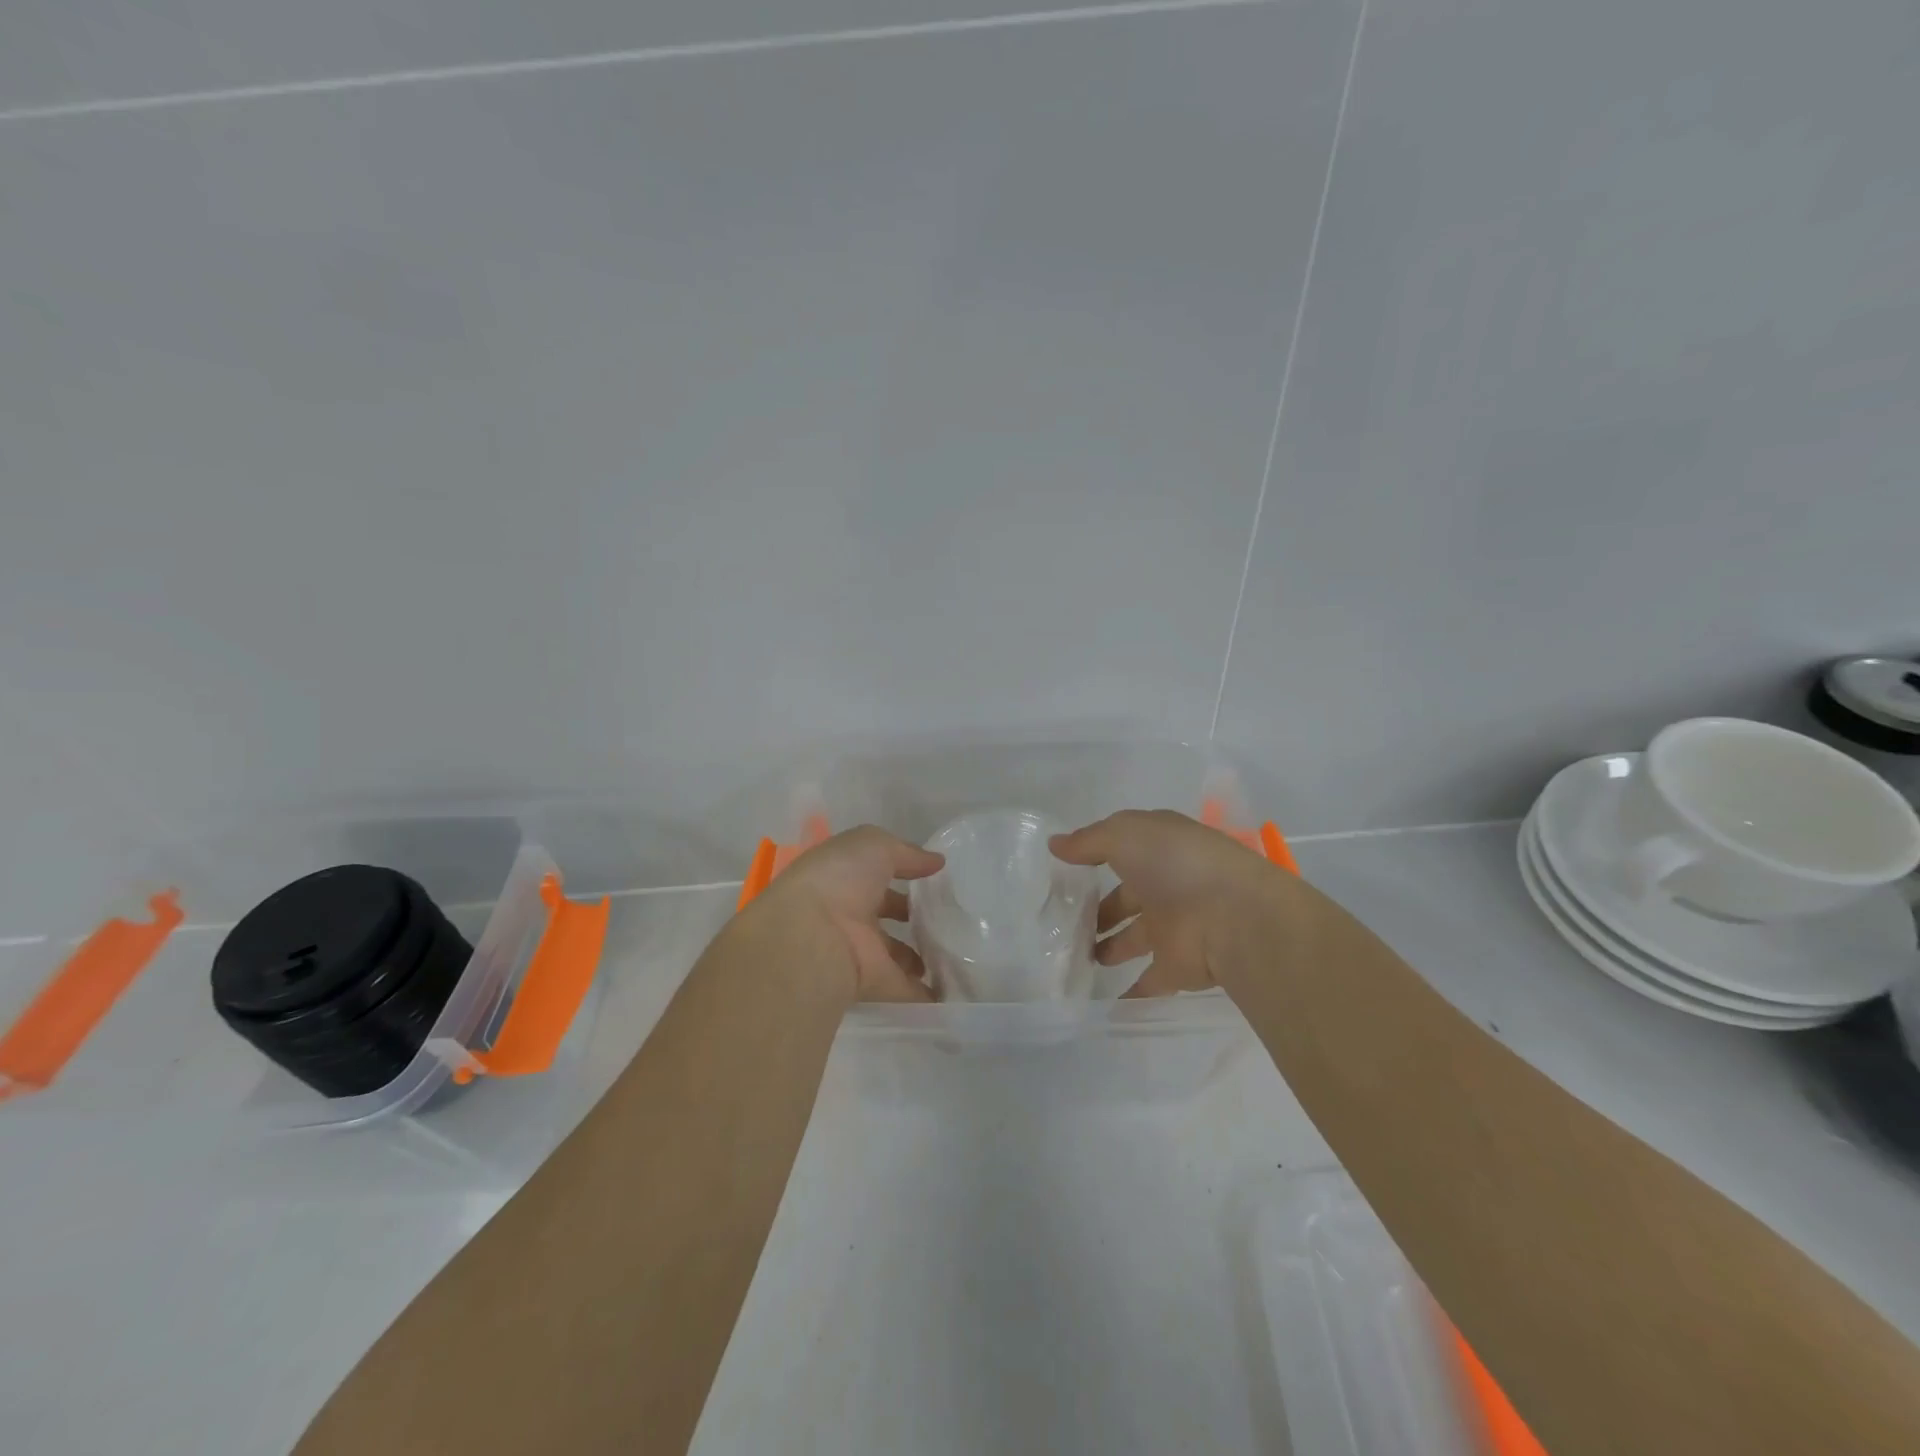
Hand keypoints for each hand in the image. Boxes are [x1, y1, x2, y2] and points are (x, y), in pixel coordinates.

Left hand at [743, 825, 944, 1004]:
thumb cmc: (839, 879)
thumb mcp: (874, 846)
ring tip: (954, 952)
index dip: (901, 873)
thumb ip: (906, 853)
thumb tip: (936, 862)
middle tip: (946, 917)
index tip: (932, 878)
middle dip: (910, 917)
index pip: (875, 875)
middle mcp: (847, 914)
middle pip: (883, 915)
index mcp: (843, 878)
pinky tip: (952, 990)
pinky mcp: (871, 983)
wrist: (811, 936)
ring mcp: (858, 951)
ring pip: (894, 954)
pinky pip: (904, 989)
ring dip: (918, 956)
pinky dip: (926, 993)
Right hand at [1050, 810, 1285, 997]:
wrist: (1231, 917)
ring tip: (1073, 959)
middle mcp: (1168, 885)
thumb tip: (1055, 845)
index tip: (1065, 871)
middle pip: (1127, 898)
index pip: (1124, 850)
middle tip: (1063, 925)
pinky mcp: (1178, 967)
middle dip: (1101, 911)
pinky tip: (1100, 1003)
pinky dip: (1129, 993)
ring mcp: (1174, 927)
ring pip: (1134, 939)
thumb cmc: (1176, 864)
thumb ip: (1088, 841)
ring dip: (1109, 948)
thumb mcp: (1125, 835)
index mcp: (1160, 848)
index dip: (1097, 856)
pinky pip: (1148, 981)